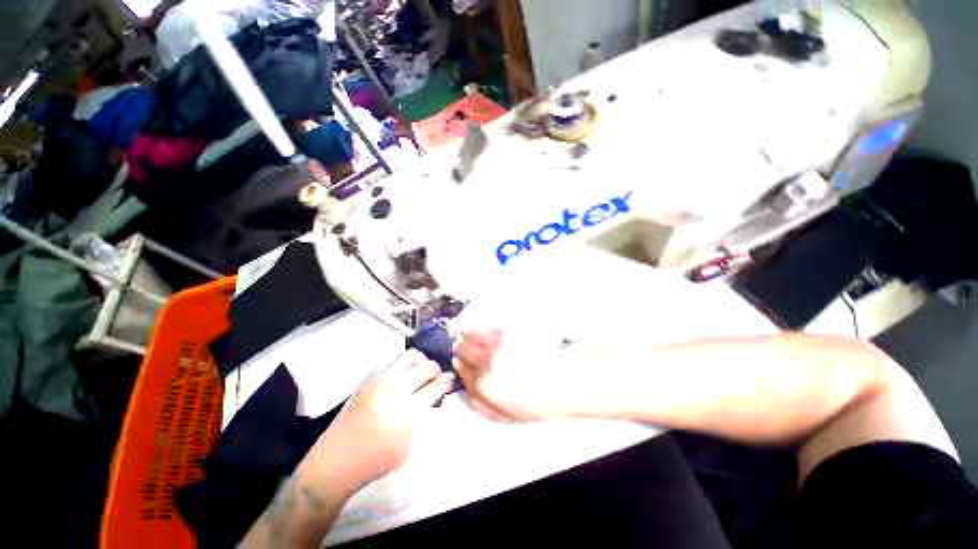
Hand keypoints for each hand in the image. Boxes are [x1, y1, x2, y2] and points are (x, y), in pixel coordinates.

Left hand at [301, 351, 454, 493]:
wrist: (335, 462)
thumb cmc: (374, 461)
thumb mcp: (407, 448)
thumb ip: (420, 420)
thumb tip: (428, 400)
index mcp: (406, 410)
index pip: (434, 387)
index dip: (447, 380)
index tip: (452, 377)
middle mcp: (394, 390)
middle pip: (423, 367)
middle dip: (435, 368)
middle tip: (436, 376)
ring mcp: (378, 382)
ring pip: (407, 357)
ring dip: (418, 362)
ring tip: (419, 371)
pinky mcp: (366, 381)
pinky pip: (388, 362)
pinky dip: (399, 365)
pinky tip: (399, 375)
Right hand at [454, 329, 570, 422]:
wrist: (564, 383)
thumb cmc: (537, 404)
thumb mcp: (506, 416)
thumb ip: (481, 405)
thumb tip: (466, 390)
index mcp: (484, 385)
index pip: (461, 370)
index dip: (461, 366)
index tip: (464, 363)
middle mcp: (487, 361)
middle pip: (462, 349)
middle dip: (462, 351)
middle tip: (470, 353)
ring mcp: (498, 343)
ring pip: (470, 334)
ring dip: (470, 339)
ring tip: (479, 342)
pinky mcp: (509, 331)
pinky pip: (486, 325)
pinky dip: (482, 329)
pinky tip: (490, 335)